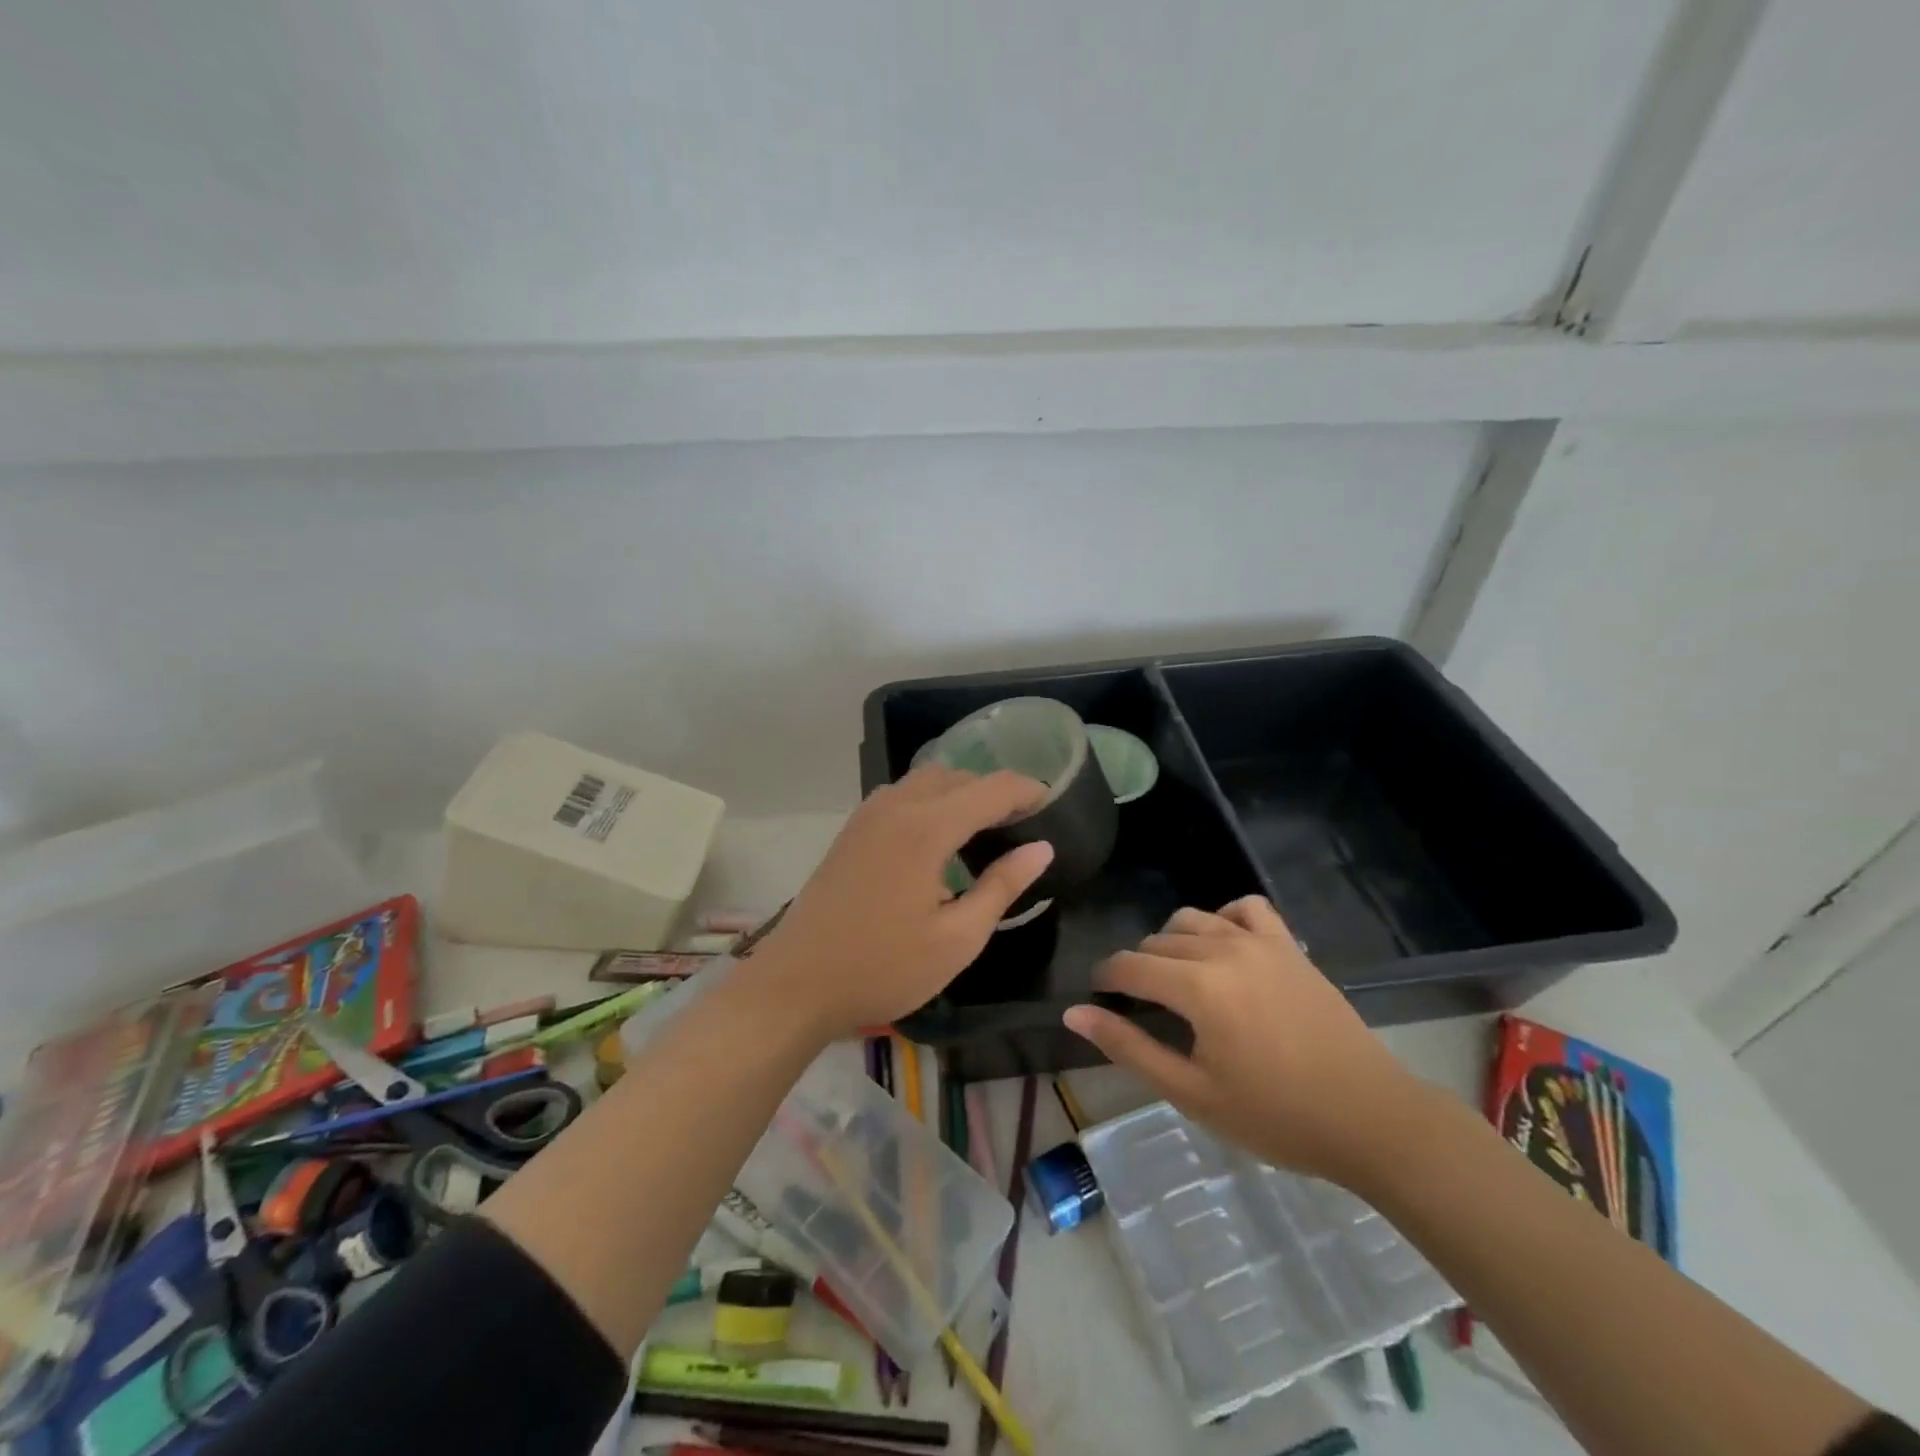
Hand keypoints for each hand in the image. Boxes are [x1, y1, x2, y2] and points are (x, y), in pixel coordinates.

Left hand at [752, 766, 1052, 1040]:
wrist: (797, 983)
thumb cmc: (883, 967)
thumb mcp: (957, 938)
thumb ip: (1002, 886)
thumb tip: (1041, 848)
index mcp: (926, 828)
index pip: (992, 788)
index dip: (1028, 791)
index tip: (1053, 807)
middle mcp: (897, 806)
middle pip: (959, 776)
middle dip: (995, 791)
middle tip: (1021, 827)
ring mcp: (868, 814)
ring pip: (927, 780)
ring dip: (960, 792)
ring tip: (982, 831)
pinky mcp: (852, 829)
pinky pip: (901, 794)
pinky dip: (930, 800)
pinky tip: (937, 839)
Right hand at [1062, 896, 1428, 1185]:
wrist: (1370, 1119)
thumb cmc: (1276, 1116)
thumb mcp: (1191, 1093)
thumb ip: (1128, 1048)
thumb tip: (1074, 1015)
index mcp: (1197, 988)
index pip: (1128, 966)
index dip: (1105, 980)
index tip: (1099, 999)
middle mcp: (1223, 950)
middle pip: (1156, 942)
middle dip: (1138, 969)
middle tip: (1143, 1008)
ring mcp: (1260, 942)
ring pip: (1192, 920)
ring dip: (1173, 944)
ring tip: (1180, 982)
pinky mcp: (1289, 945)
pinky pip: (1245, 908)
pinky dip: (1224, 919)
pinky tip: (1224, 948)